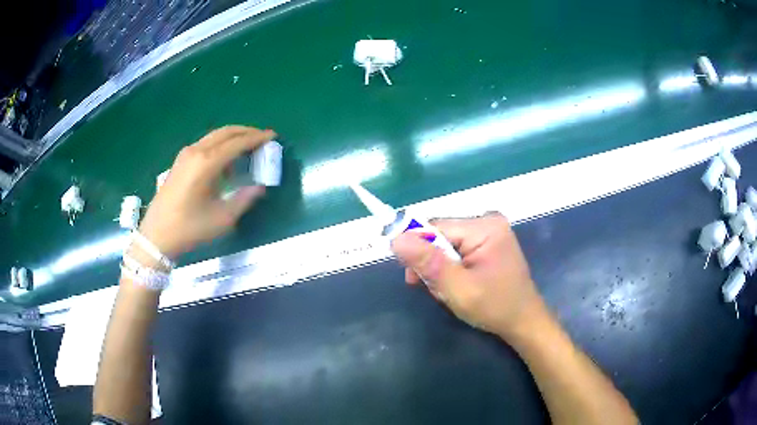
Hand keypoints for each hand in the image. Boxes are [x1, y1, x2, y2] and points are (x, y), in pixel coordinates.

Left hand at [138, 126, 274, 258]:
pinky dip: (219, 146)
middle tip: (261, 138)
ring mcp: (185, 155)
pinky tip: (224, 162)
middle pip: (225, 132)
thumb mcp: (222, 218)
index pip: (237, 143)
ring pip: (214, 137)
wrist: (157, 235)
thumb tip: (259, 187)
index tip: (272, 136)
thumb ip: (244, 199)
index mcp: (207, 162)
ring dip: (232, 138)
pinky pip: (204, 145)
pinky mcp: (179, 161)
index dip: (256, 138)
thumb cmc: (190, 228)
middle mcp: (196, 151)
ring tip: (246, 149)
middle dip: (246, 132)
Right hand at [391, 213, 546, 338]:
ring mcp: (490, 232)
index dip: (418, 249)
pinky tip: (457, 285)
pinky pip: (457, 250)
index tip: (412, 277)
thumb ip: (428, 263)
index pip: (435, 227)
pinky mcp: (489, 243)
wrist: (523, 322)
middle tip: (434, 290)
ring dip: (440, 269)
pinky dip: (451, 268)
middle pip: (441, 235)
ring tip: (448, 292)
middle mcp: (488, 221)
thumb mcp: (458, 288)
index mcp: (485, 227)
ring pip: (446, 244)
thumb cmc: (494, 307)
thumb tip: (396, 239)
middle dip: (431, 263)